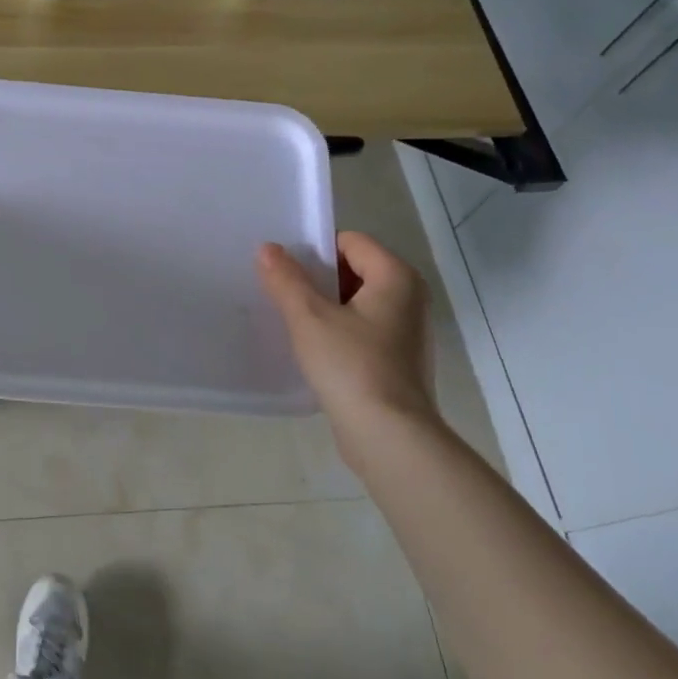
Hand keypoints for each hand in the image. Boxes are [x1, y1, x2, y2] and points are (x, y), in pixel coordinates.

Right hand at [256, 232, 437, 441]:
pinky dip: (339, 331)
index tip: (285, 270)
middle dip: (318, 279)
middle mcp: (409, 297)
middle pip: (354, 269)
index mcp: (396, 277)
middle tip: (283, 294)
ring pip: (357, 302)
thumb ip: (286, 279)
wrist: (388, 436)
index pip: (350, 242)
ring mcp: (407, 331)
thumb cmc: (351, 366)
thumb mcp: (309, 317)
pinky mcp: (399, 360)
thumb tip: (267, 249)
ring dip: (326, 307)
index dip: (315, 250)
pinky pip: (363, 329)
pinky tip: (314, 350)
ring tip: (293, 322)